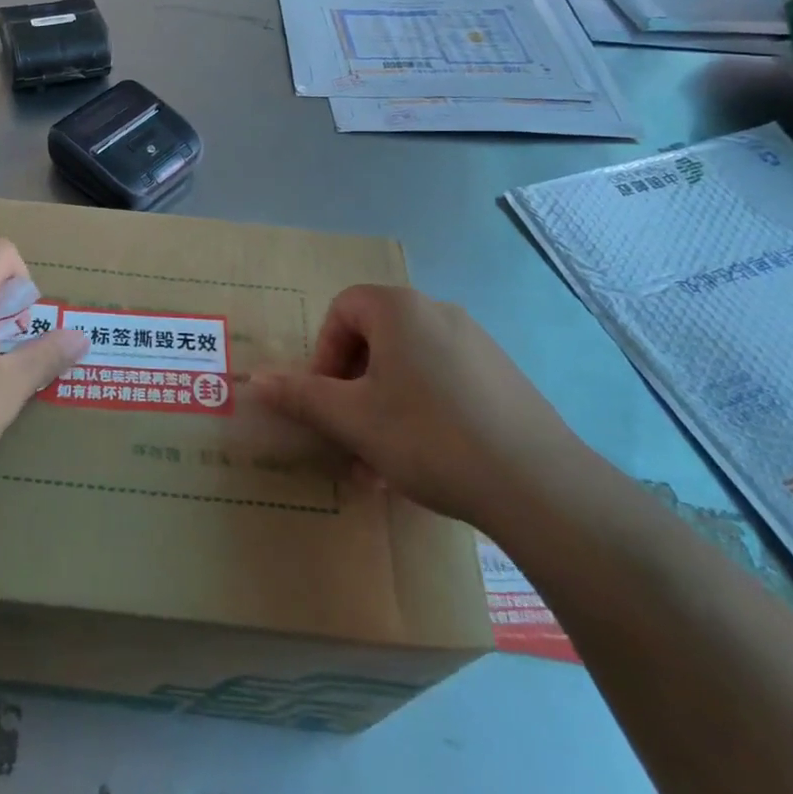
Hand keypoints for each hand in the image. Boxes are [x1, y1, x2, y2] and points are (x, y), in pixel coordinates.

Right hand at [250, 286, 587, 529]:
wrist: (537, 484)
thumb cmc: (428, 437)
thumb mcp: (353, 419)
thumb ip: (301, 395)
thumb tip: (255, 379)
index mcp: (400, 309)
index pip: (343, 309)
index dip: (324, 353)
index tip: (325, 399)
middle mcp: (438, 313)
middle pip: (376, 340)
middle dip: (352, 388)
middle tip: (348, 434)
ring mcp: (476, 344)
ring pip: (409, 368)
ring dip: (383, 408)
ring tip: (379, 465)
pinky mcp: (502, 377)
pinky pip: (444, 383)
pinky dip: (421, 413)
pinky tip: (423, 464)